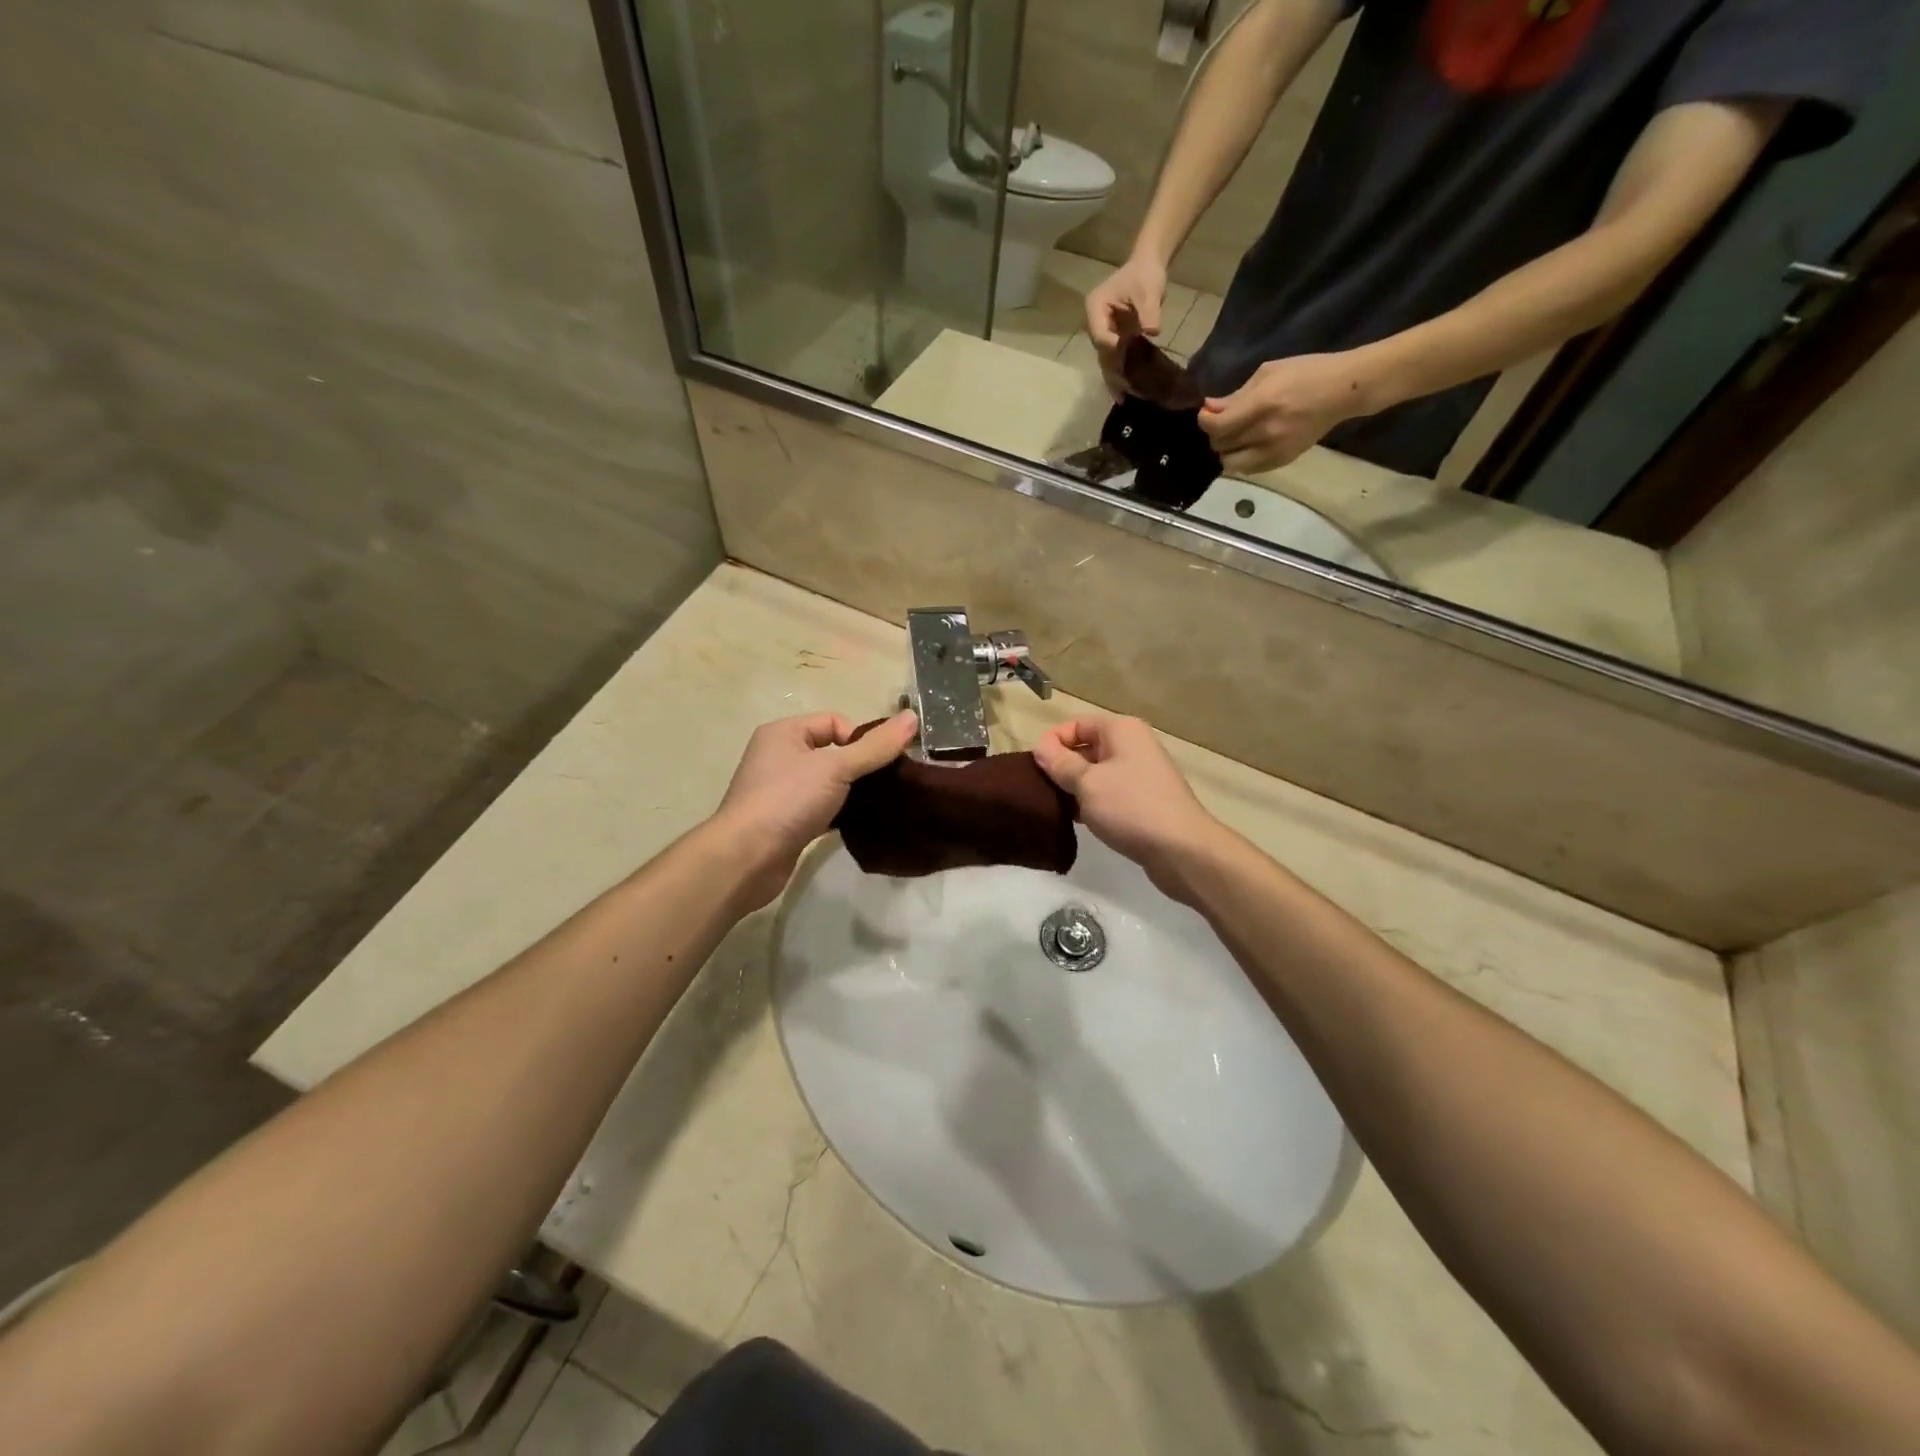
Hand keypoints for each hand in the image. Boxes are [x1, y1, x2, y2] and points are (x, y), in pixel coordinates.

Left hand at [713, 710, 917, 908]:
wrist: (746, 859)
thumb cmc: (787, 801)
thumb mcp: (836, 768)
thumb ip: (875, 746)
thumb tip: (913, 718)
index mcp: (784, 733)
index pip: (835, 722)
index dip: (861, 739)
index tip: (881, 763)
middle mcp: (780, 757)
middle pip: (834, 752)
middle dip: (862, 766)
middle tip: (890, 784)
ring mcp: (782, 791)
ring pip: (830, 783)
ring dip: (854, 792)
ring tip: (882, 804)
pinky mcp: (788, 822)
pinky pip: (823, 809)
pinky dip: (842, 814)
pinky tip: (863, 824)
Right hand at [1031, 715, 1225, 897]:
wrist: (1181, 850)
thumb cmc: (1130, 807)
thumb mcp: (1086, 783)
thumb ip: (1060, 763)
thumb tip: (1040, 748)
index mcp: (1121, 730)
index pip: (1076, 724)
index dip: (1053, 742)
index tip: (1034, 768)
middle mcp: (1134, 745)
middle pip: (1087, 747)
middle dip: (1062, 766)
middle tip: (1041, 789)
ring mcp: (1141, 773)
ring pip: (1097, 772)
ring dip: (1076, 787)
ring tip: (1056, 806)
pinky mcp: (1145, 800)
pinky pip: (1110, 792)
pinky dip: (1093, 802)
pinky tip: (1078, 820)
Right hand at [1085, 255, 1169, 400]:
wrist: (1147, 267)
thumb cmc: (1146, 275)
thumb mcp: (1149, 290)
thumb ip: (1149, 310)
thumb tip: (1152, 331)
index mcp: (1095, 308)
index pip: (1101, 336)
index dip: (1113, 349)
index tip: (1129, 360)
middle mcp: (1094, 324)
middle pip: (1101, 353)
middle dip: (1113, 372)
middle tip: (1125, 392)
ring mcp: (1102, 333)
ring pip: (1105, 360)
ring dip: (1115, 379)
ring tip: (1124, 399)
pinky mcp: (1112, 339)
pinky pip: (1114, 360)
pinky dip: (1120, 374)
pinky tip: (1127, 392)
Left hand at [1200, 352, 1376, 475]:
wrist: (1344, 391)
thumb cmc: (1306, 373)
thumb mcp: (1268, 373)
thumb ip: (1236, 395)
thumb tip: (1210, 408)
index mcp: (1262, 405)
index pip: (1219, 426)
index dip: (1205, 421)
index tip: (1205, 413)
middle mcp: (1266, 432)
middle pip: (1221, 446)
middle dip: (1215, 434)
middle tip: (1222, 422)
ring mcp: (1274, 451)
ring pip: (1231, 463)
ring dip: (1226, 451)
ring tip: (1234, 437)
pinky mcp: (1282, 461)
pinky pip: (1248, 470)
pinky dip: (1241, 460)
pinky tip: (1247, 446)